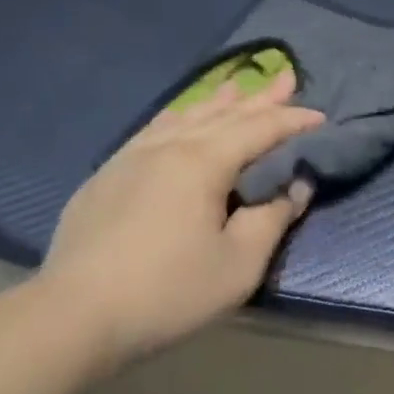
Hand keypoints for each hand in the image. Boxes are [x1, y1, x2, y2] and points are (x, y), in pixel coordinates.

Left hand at [40, 73, 323, 370]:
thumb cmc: (166, 292)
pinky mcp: (108, 172)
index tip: (321, 117)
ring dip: (217, 101)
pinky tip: (178, 117)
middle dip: (260, 98)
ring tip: (236, 86)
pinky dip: (179, 116)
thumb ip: (272, 219)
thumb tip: (296, 185)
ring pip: (185, 115)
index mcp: (203, 161)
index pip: (259, 129)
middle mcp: (169, 144)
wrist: (73, 314)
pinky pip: (154, 128)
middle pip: (224, 113)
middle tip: (286, 78)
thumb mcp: (237, 265)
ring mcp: (133, 154)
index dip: (293, 121)